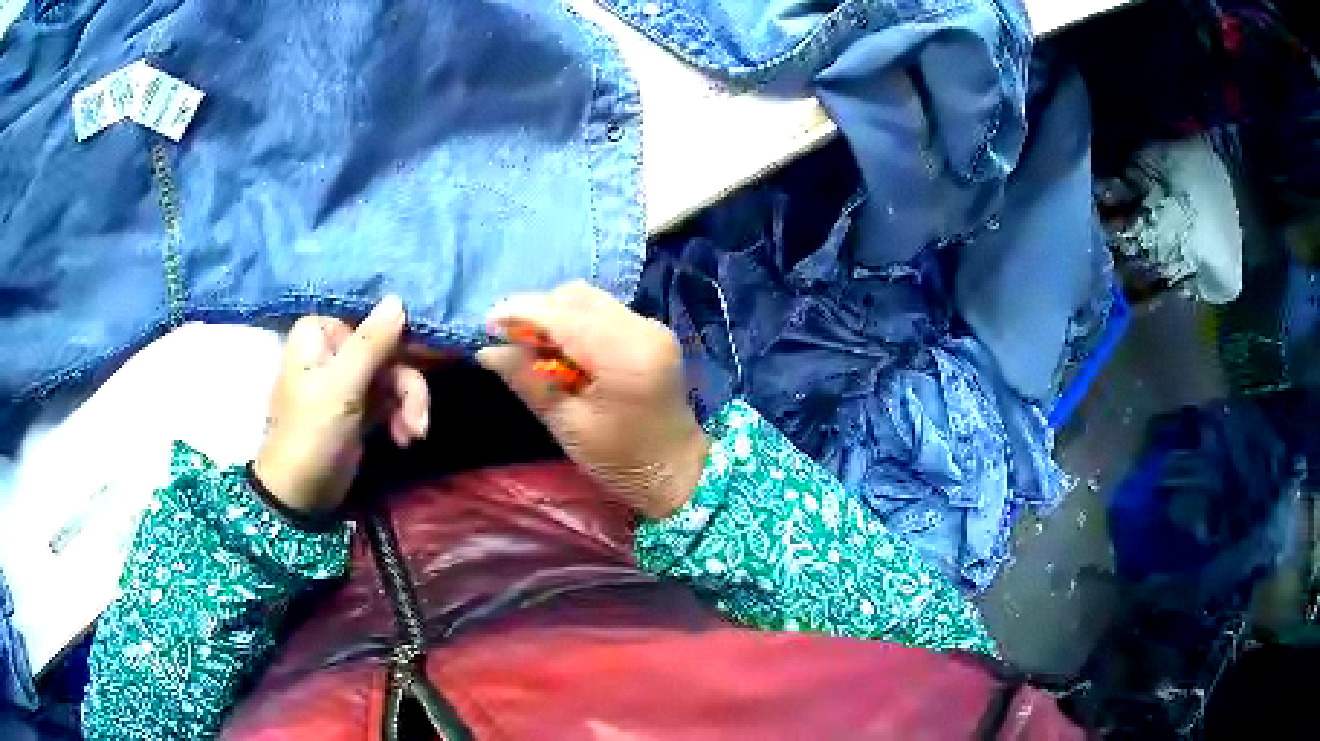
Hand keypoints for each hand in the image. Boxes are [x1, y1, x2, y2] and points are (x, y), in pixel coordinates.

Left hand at [254, 297, 430, 515]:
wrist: (301, 496)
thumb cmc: (312, 435)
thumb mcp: (342, 387)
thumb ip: (371, 343)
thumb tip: (399, 298)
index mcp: (320, 334)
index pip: (372, 320)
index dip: (401, 340)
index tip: (425, 362)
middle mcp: (335, 350)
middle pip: (390, 350)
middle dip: (408, 386)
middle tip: (419, 419)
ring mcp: (349, 379)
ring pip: (396, 376)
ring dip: (410, 405)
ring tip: (413, 435)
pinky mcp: (361, 406)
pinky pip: (393, 399)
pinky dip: (402, 417)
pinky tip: (404, 439)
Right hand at [477, 282, 709, 519]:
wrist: (677, 470)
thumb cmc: (621, 460)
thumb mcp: (567, 425)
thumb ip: (528, 381)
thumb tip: (487, 351)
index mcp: (625, 355)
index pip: (562, 315)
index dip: (521, 313)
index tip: (488, 325)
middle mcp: (642, 329)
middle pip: (577, 296)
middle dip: (537, 311)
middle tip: (510, 341)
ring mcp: (651, 326)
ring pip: (590, 300)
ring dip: (556, 314)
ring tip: (534, 347)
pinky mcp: (652, 332)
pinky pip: (604, 311)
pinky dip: (577, 322)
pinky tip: (564, 350)